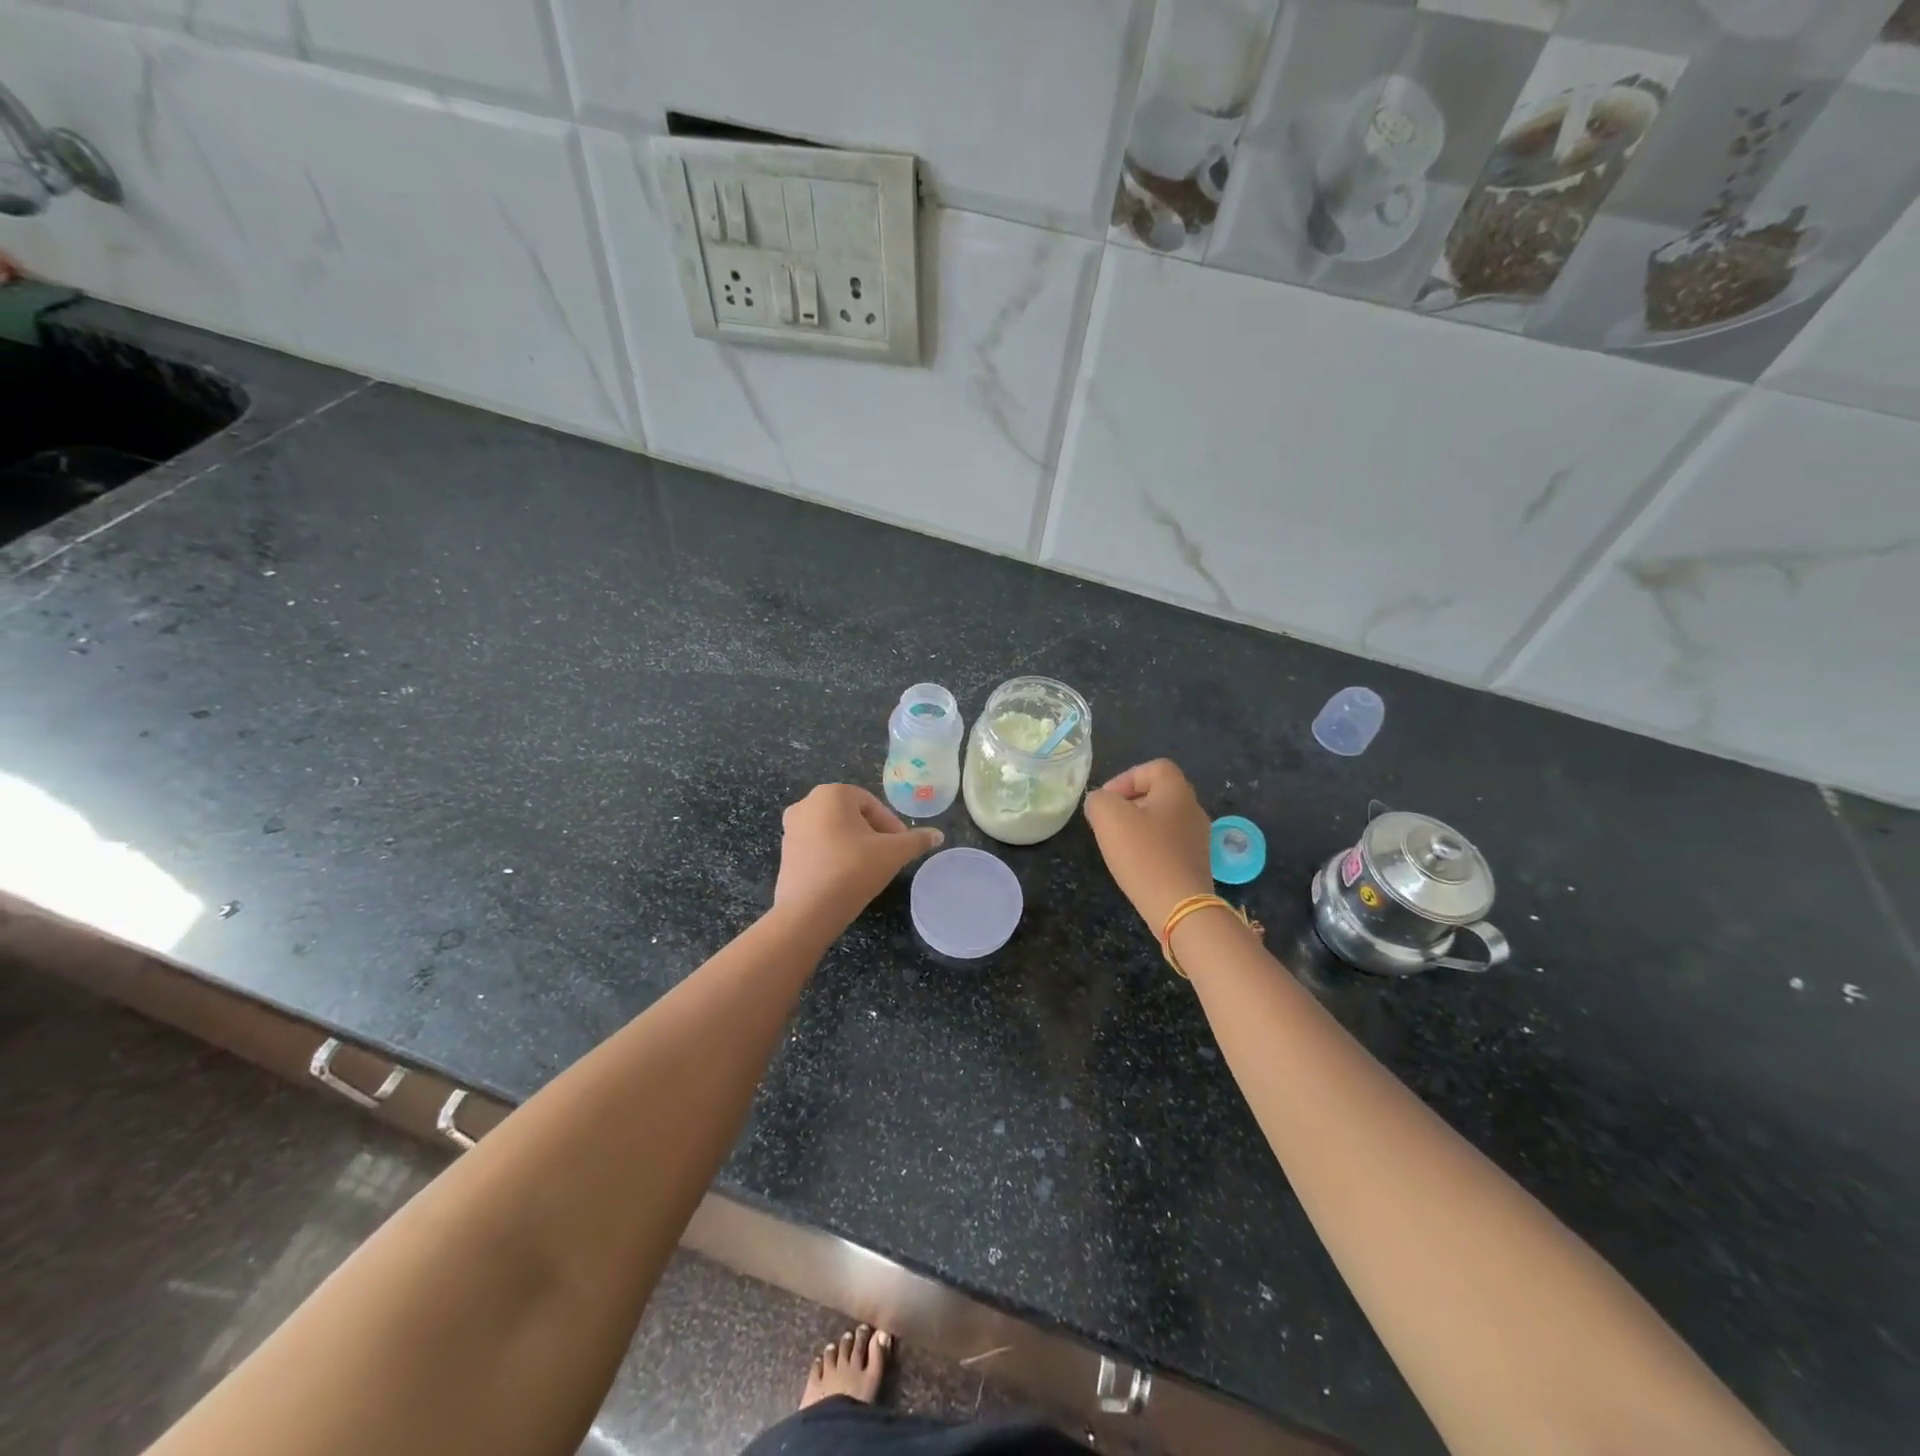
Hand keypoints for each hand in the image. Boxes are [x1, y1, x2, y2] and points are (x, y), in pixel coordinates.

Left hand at [775, 784, 943, 926]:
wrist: (808, 912)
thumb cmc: (853, 870)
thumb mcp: (893, 854)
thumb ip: (916, 841)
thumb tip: (938, 835)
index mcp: (832, 794)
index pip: (872, 804)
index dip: (891, 825)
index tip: (902, 847)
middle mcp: (806, 804)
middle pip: (852, 815)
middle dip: (873, 833)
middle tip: (888, 856)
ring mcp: (791, 828)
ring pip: (834, 830)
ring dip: (853, 844)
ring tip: (869, 868)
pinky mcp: (785, 852)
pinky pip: (818, 846)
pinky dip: (834, 855)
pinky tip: (846, 877)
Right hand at [1083, 759, 1213, 932]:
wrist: (1180, 906)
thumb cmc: (1144, 854)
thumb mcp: (1109, 817)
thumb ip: (1098, 800)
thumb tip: (1100, 803)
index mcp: (1177, 791)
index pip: (1154, 768)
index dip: (1126, 778)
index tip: (1107, 800)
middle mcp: (1193, 809)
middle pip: (1158, 794)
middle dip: (1129, 804)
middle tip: (1108, 822)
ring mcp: (1198, 838)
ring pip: (1162, 820)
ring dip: (1138, 827)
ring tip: (1118, 845)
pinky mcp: (1195, 863)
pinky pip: (1168, 844)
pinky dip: (1150, 848)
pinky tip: (1136, 864)